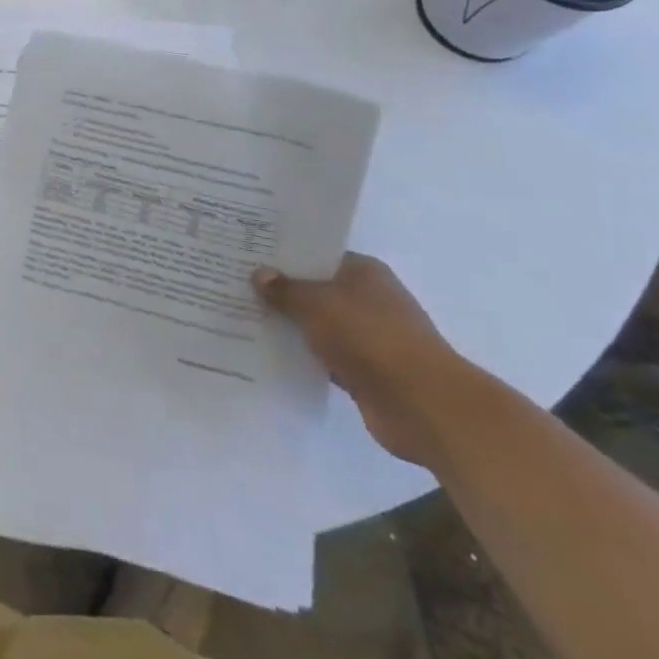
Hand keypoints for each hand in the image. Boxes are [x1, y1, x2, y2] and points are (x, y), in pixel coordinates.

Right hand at [254, 253, 476, 466]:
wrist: (422, 404)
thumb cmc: (369, 337)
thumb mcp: (316, 304)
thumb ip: (285, 289)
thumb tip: (260, 274)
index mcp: (364, 272)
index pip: (318, 254)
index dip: (284, 255)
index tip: (249, 255)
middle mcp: (369, 299)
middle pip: (316, 289)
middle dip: (282, 291)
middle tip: (236, 284)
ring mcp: (369, 337)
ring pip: (319, 325)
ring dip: (291, 326)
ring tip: (244, 317)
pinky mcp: (366, 371)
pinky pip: (324, 356)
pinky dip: (303, 356)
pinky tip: (269, 352)